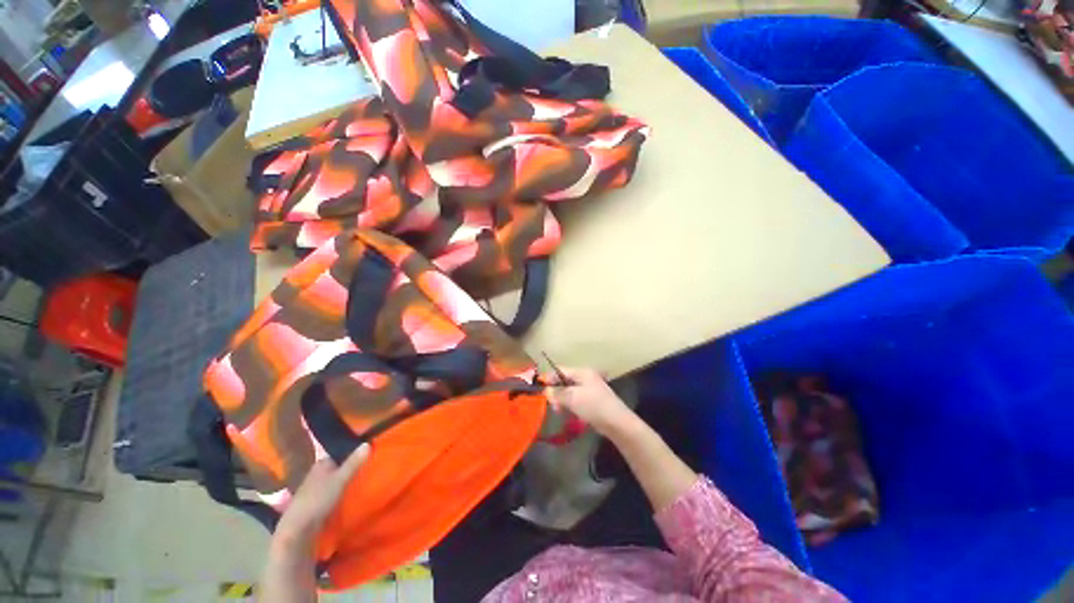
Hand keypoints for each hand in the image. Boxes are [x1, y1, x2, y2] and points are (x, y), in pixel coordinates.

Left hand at [273, 444, 370, 548]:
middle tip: (370, 467)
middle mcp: (317, 473)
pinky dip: (341, 492)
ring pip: (336, 480)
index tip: (369, 453)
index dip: (354, 452)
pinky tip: (351, 495)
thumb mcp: (340, 479)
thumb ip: (354, 462)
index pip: (341, 453)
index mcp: (321, 464)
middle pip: (338, 467)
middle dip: (351, 467)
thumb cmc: (318, 498)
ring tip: (364, 481)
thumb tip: (367, 443)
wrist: (298, 528)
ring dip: (347, 481)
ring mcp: (315, 488)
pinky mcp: (316, 502)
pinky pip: (332, 492)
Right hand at [544, 368, 638, 437]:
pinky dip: (570, 404)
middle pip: (564, 380)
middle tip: (552, 405)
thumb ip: (557, 393)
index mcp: (582, 372)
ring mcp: (590, 388)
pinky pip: (576, 398)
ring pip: (569, 391)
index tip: (541, 390)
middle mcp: (586, 377)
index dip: (549, 378)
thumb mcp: (572, 398)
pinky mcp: (592, 400)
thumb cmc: (593, 405)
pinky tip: (569, 413)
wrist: (616, 422)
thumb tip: (546, 391)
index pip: (560, 370)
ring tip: (560, 411)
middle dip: (556, 391)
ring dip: (562, 400)